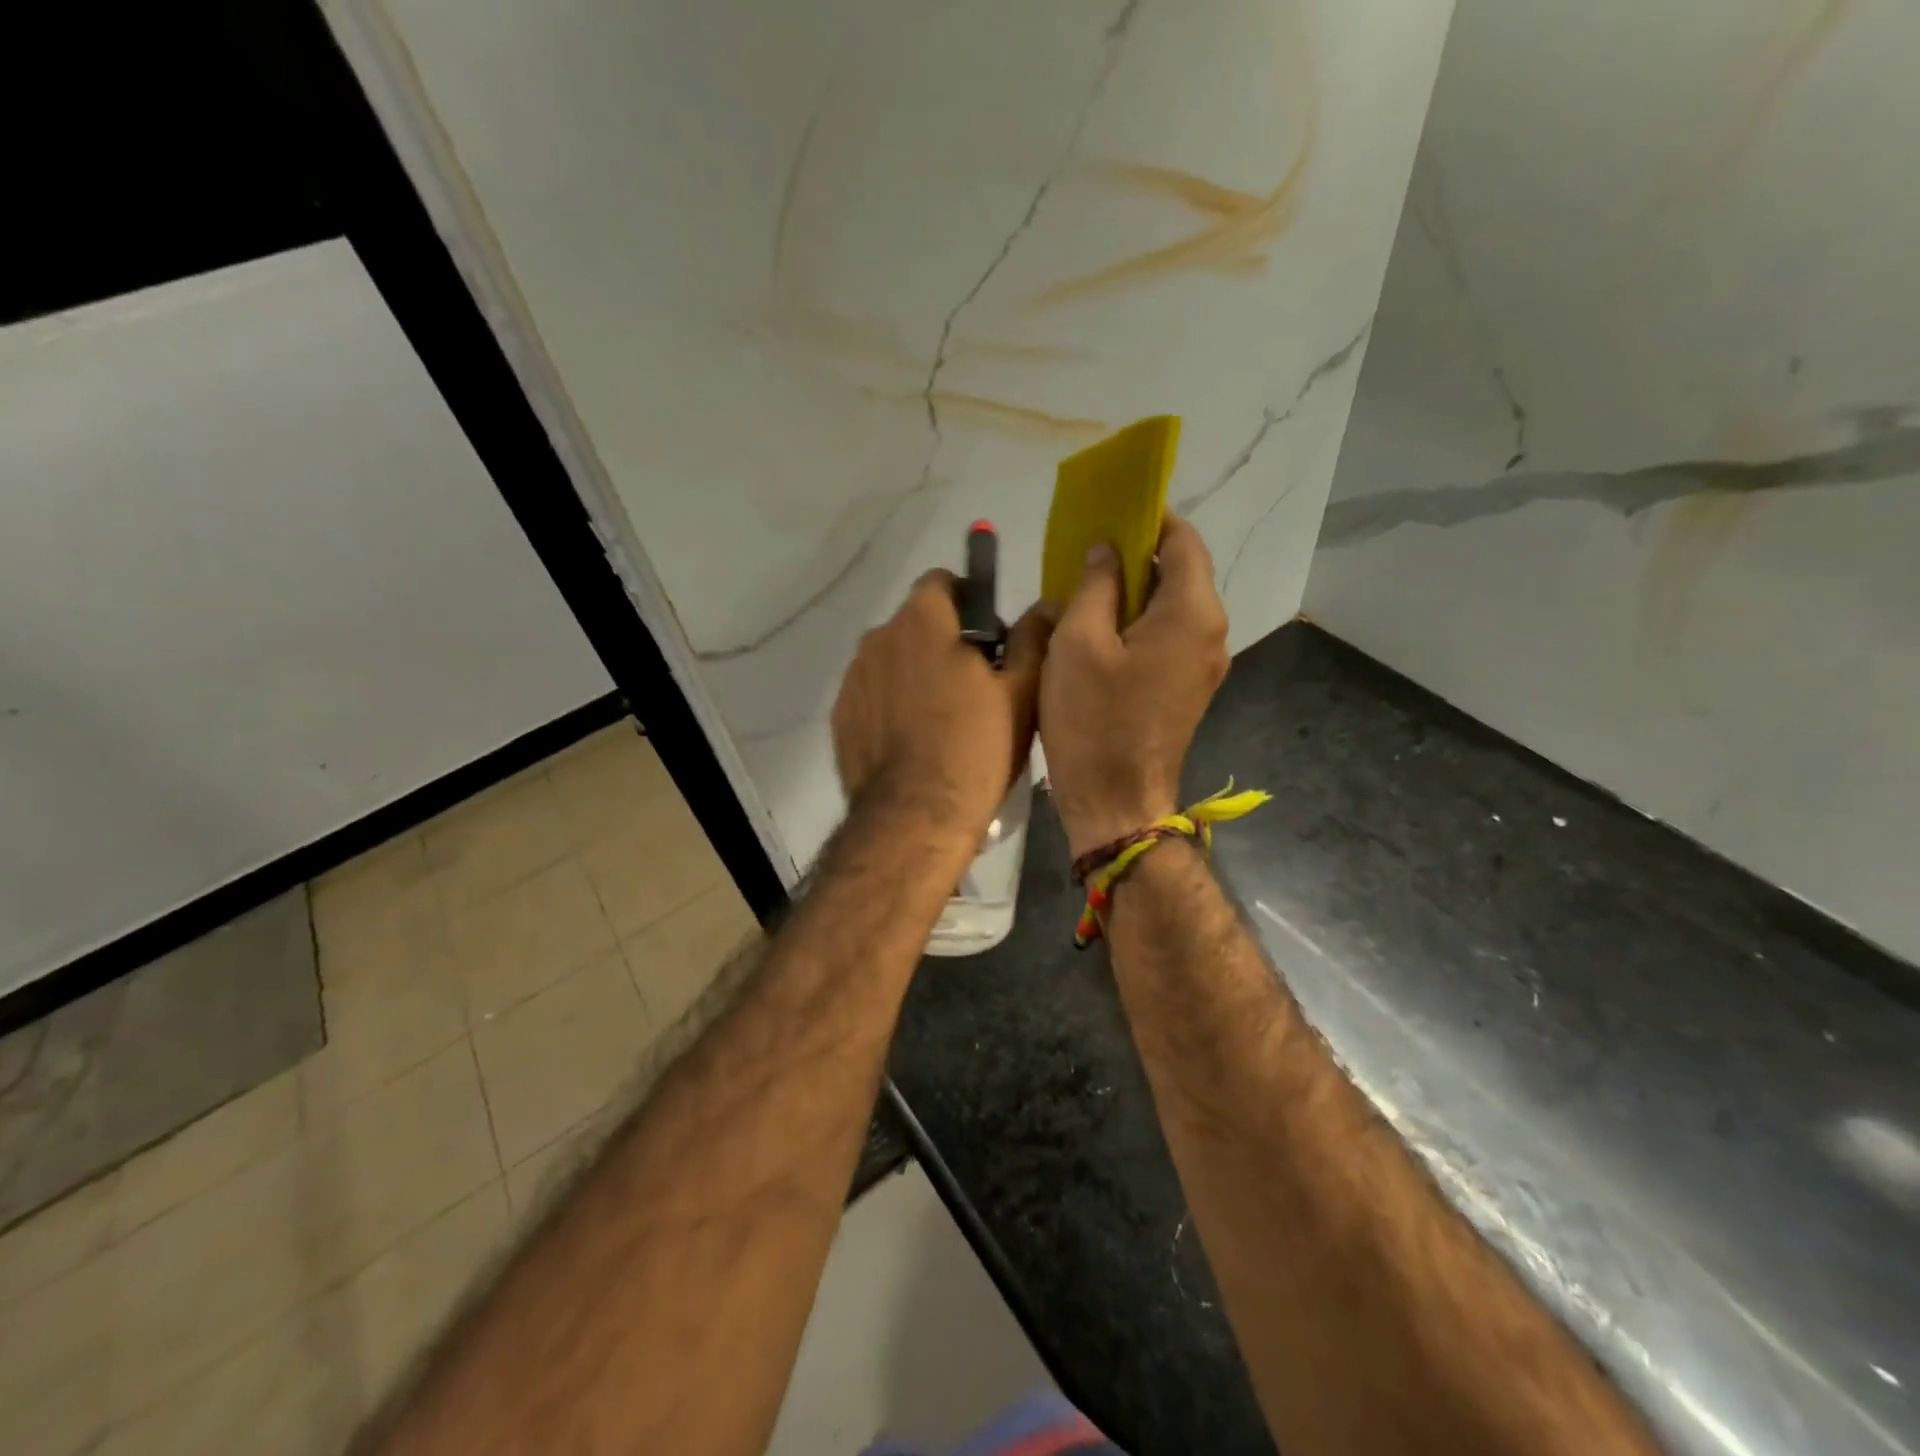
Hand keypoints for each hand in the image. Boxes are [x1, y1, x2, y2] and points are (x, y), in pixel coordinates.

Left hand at [832, 570, 1056, 839]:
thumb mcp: (1022, 692)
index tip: (987, 640)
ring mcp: (853, 678)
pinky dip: (890, 706)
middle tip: (972, 686)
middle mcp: (878, 638)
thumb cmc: (977, 747)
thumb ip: (1032, 638)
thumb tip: (1044, 606)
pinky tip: (912, 742)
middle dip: (942, 641)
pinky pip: (872, 696)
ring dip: (914, 674)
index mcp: (922, 620)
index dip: (969, 601)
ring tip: (940, 720)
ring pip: (892, 661)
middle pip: (915, 623)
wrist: (915, 817)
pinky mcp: (841, 716)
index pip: (942, 582)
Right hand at [1039, 516, 1229, 858]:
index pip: (1182, 539)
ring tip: (1084, 596)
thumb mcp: (1078, 643)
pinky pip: (1167, 637)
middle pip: (1179, 571)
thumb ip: (1095, 585)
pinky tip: (1099, 635)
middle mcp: (1211, 631)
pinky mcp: (1188, 688)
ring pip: (1171, 606)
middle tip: (1083, 558)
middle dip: (1134, 557)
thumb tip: (1108, 552)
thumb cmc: (1093, 720)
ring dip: (1132, 593)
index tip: (1106, 517)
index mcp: (1192, 611)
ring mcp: (1204, 663)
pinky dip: (1138, 624)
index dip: (1147, 519)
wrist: (1116, 801)